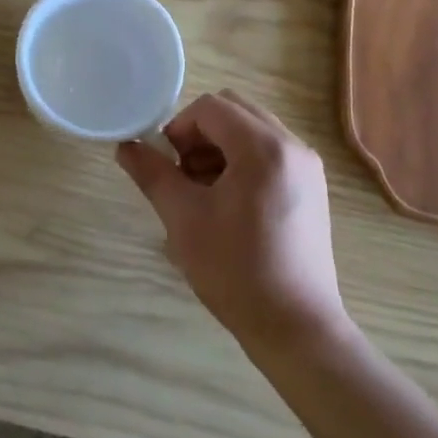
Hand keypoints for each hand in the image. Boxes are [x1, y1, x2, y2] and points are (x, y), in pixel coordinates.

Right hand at [117, 91, 345, 349]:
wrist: (297, 330)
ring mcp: (307, 165)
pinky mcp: (312, 186)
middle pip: (234, 110)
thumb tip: (126, 147)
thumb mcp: (184, 219)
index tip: (166, 162)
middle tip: (183, 174)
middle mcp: (292, 145)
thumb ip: (153, 174)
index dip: (180, 127)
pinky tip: (229, 203)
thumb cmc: (237, 271)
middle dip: (201, 133)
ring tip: (203, 192)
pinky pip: (270, 151)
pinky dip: (243, 160)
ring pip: (252, 129)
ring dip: (221, 146)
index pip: (211, 107)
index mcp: (263, 147)